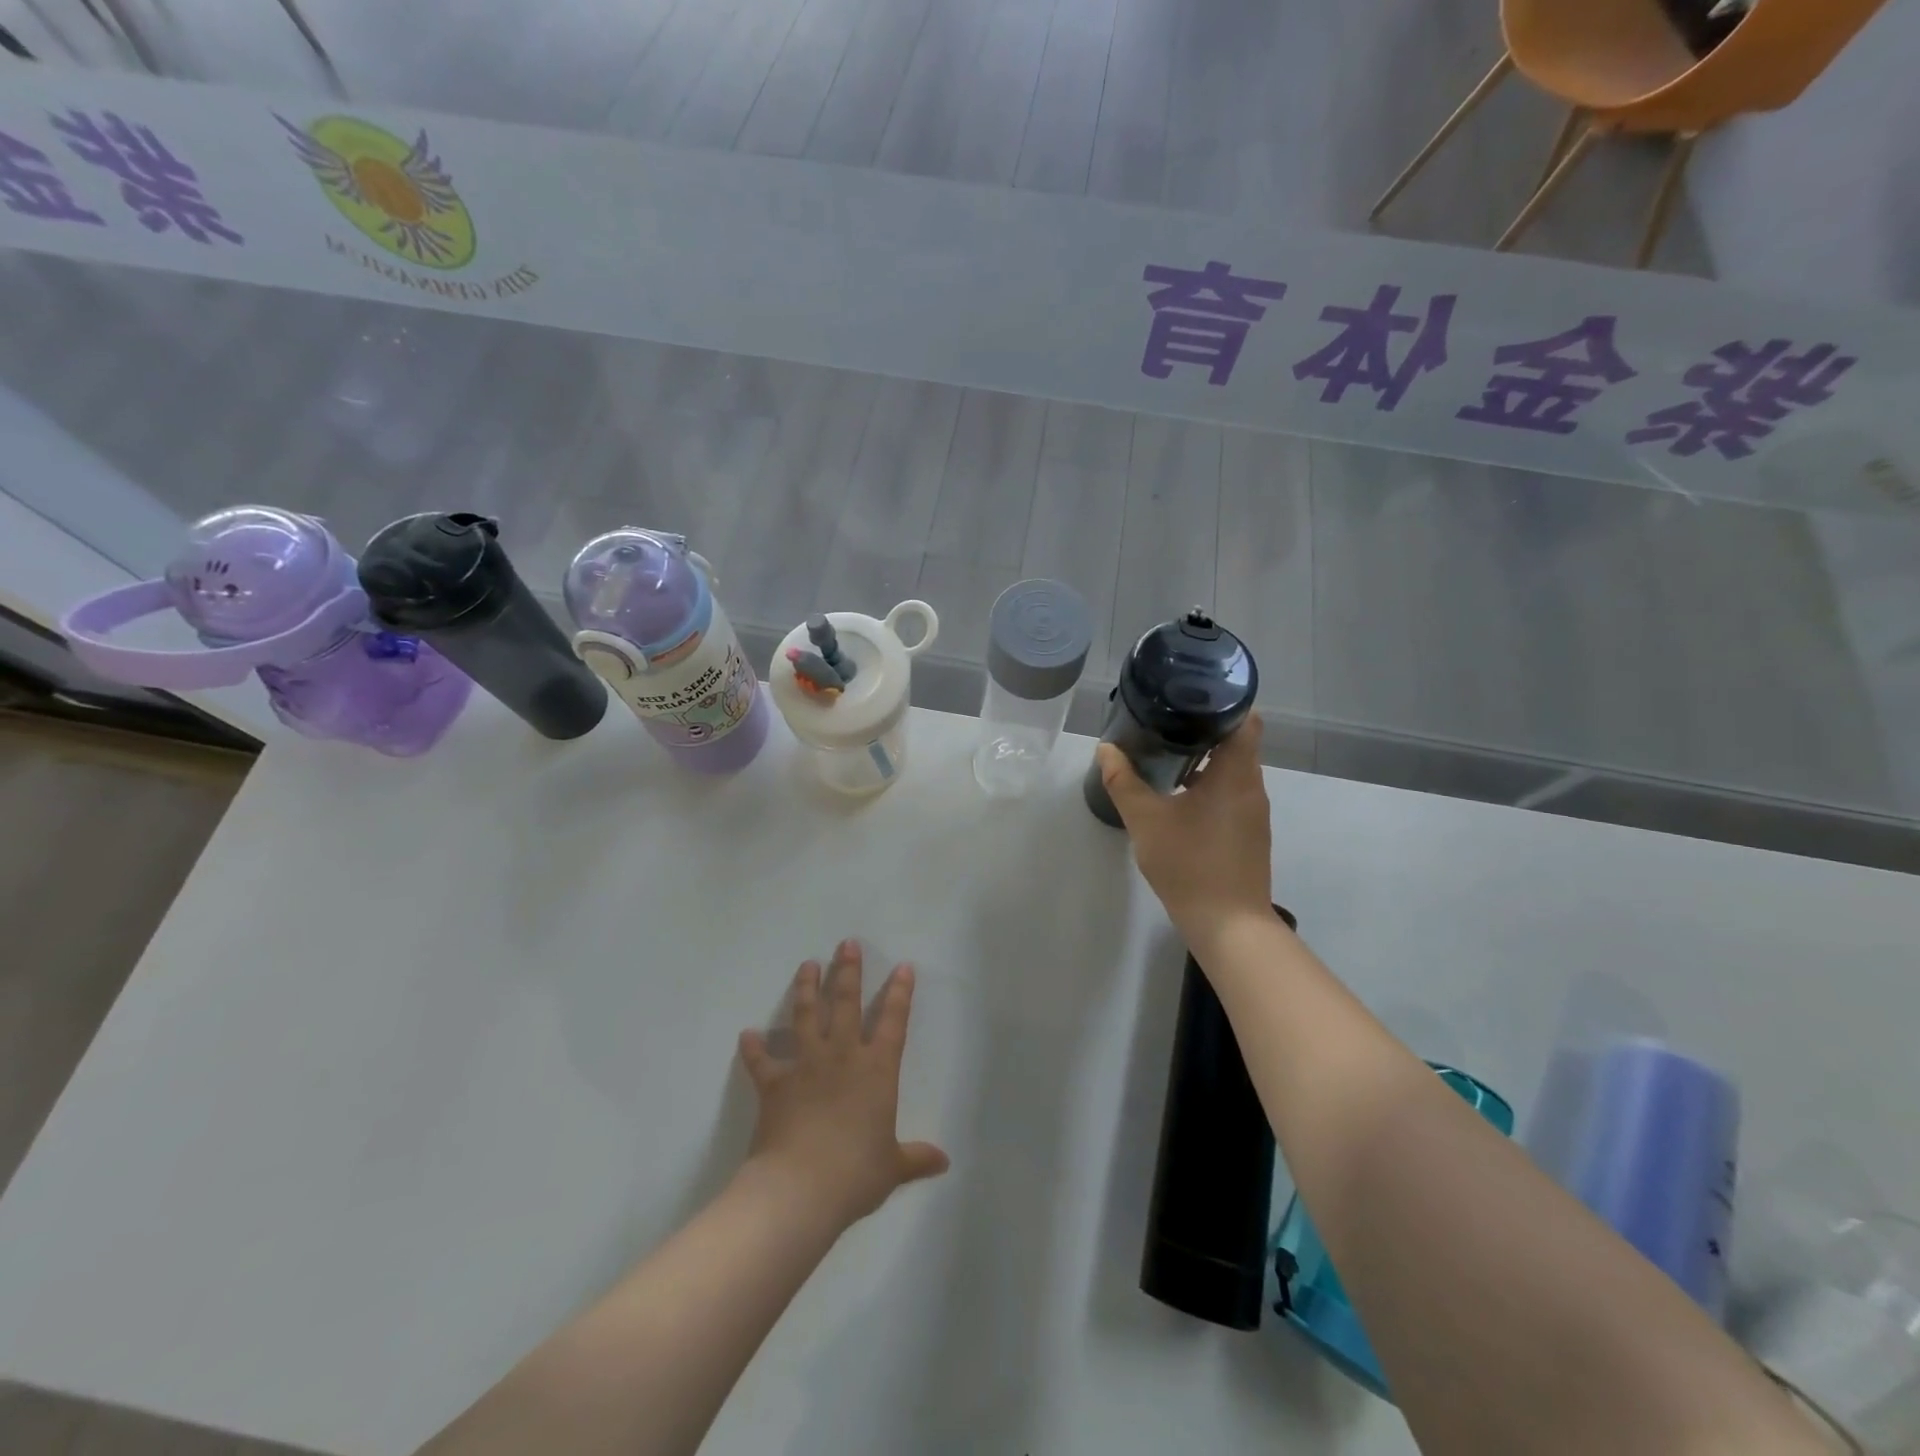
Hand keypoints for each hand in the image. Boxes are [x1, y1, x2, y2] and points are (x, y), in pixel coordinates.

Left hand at [738, 941, 949, 1228]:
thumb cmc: (855, 1173)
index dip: (900, 993)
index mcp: (877, 1070)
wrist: (800, 1188)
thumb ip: (916, 1158)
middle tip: (846, 944)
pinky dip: (753, 1048)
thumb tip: (944, 1161)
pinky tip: (746, 1034)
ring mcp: (806, 1065)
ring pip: (807, 1015)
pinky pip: (761, 1061)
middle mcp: (842, 1056)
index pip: (893, 1022)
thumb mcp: (892, 1168)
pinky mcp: (774, 1083)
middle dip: (848, 971)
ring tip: (807, 964)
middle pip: (847, 1003)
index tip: (903, 967)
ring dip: (807, 988)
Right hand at [1095, 717, 1273, 940]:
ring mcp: (1254, 812)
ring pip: (1233, 769)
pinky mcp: (1249, 833)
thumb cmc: (1189, 864)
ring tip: (1166, 752)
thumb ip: (1123, 782)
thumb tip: (1106, 749)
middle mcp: (1252, 787)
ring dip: (1205, 759)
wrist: (1228, 925)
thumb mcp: (1146, 820)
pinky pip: (1232, 793)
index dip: (1221, 702)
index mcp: (1236, 774)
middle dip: (1203, 728)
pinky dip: (1209, 784)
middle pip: (1236, 741)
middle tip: (1164, 720)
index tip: (1188, 695)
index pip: (1244, 718)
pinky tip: (1179, 794)